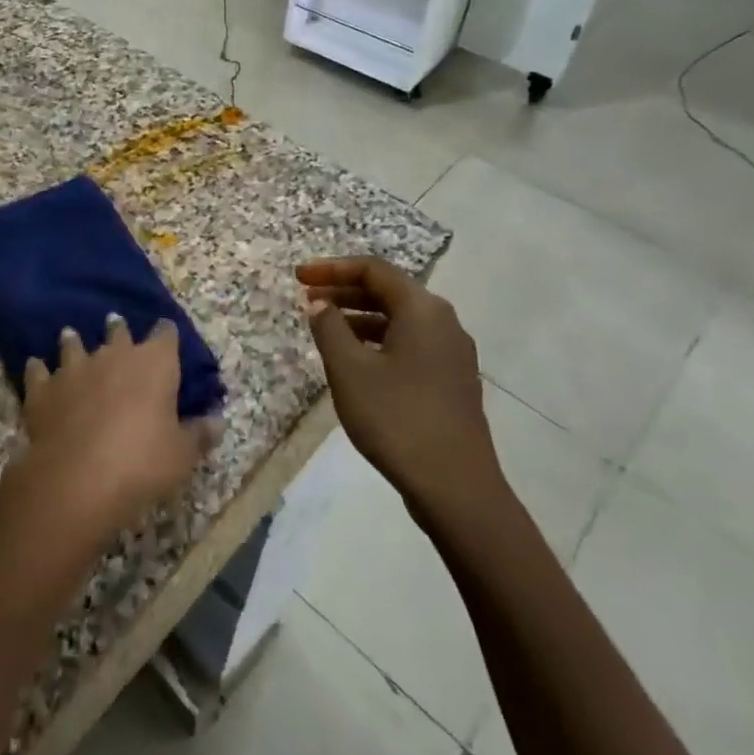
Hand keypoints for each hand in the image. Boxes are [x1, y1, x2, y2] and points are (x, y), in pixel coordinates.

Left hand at [13, 316, 213, 541]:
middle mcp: (113, 356)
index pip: (165, 336)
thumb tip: (218, 420)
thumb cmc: (142, 463)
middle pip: (117, 333)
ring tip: (71, 335)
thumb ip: (199, 434)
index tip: (166, 332)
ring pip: (74, 345)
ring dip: (74, 341)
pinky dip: (38, 369)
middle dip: (119, 330)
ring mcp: (74, 369)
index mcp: (153, 364)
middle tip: (115, 323)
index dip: (166, 333)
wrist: (77, 478)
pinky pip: (39, 371)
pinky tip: (35, 366)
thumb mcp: (182, 455)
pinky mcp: (43, 389)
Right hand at [297, 257, 502, 526]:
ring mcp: (452, 353)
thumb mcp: (349, 369)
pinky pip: (410, 343)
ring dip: (359, 317)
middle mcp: (443, 322)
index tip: (299, 277)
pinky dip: (378, 340)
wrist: (454, 485)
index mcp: (422, 309)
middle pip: (389, 291)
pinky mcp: (452, 380)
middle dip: (344, 291)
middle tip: (307, 300)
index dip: (332, 268)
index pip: (373, 270)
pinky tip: (356, 362)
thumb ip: (329, 327)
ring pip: (399, 319)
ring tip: (325, 330)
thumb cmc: (396, 417)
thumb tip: (319, 303)